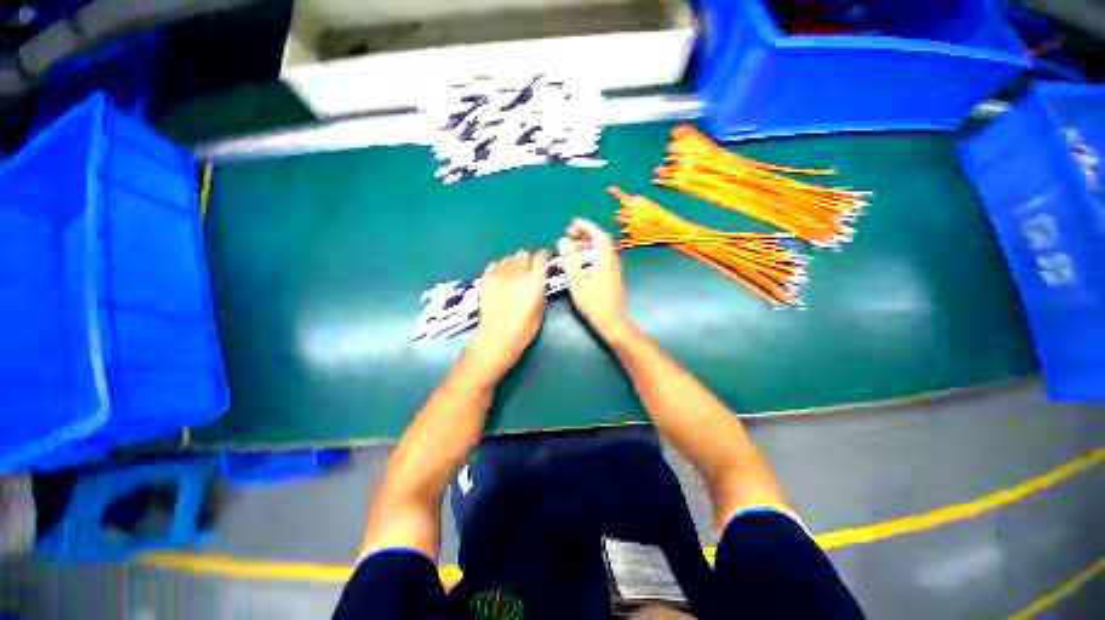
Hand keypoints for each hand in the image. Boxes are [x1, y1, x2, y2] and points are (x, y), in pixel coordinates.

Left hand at [468, 250, 550, 377]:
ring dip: (514, 263)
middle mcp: (517, 272)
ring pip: (509, 258)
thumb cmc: (524, 329)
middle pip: (524, 254)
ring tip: (514, 274)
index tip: (545, 260)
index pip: (541, 257)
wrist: (497, 337)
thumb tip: (539, 281)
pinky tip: (501, 277)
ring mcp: (500, 274)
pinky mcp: (486, 278)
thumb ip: (541, 290)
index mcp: (534, 281)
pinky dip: (500, 268)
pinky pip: (495, 264)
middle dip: (528, 259)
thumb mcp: (541, 309)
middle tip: (528, 270)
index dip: (544, 256)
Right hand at [561, 219, 628, 338]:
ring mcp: (614, 269)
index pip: (598, 235)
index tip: (573, 223)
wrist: (611, 321)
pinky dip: (591, 254)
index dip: (586, 226)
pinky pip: (602, 258)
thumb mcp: (577, 282)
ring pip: (602, 250)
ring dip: (588, 244)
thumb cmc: (593, 302)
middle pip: (601, 240)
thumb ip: (570, 261)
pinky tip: (581, 262)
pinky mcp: (612, 277)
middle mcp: (612, 261)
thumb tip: (564, 243)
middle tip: (570, 235)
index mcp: (605, 259)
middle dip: (585, 234)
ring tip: (572, 248)